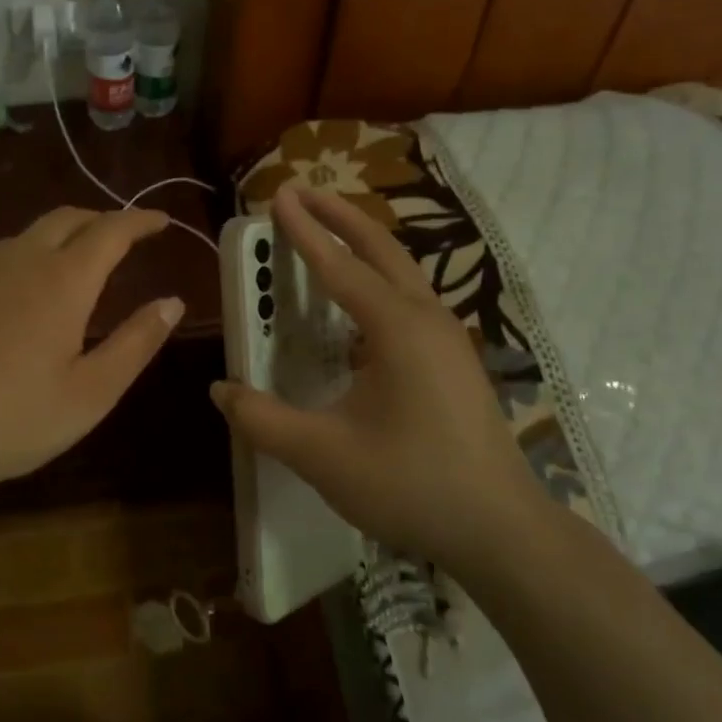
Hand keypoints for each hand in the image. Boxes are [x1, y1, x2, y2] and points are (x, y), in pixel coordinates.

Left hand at [0, 207, 183, 531]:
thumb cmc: (15, 419)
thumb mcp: (92, 392)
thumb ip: (137, 342)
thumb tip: (172, 302)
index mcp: (62, 281)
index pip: (111, 230)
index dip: (140, 220)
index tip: (161, 221)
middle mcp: (18, 260)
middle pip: (66, 218)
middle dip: (100, 220)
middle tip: (122, 239)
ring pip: (26, 236)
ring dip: (59, 239)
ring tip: (73, 266)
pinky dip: (21, 260)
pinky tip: (17, 297)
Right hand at [210, 186, 544, 575]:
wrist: (501, 530)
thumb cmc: (411, 485)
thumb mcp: (323, 455)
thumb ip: (263, 419)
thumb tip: (220, 389)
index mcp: (396, 328)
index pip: (339, 266)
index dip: (304, 230)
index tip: (278, 195)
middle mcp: (426, 319)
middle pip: (381, 248)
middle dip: (339, 216)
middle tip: (302, 192)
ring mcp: (447, 339)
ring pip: (401, 271)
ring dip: (362, 245)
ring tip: (327, 234)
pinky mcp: (454, 360)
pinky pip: (408, 299)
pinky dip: (377, 278)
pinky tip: (358, 305)